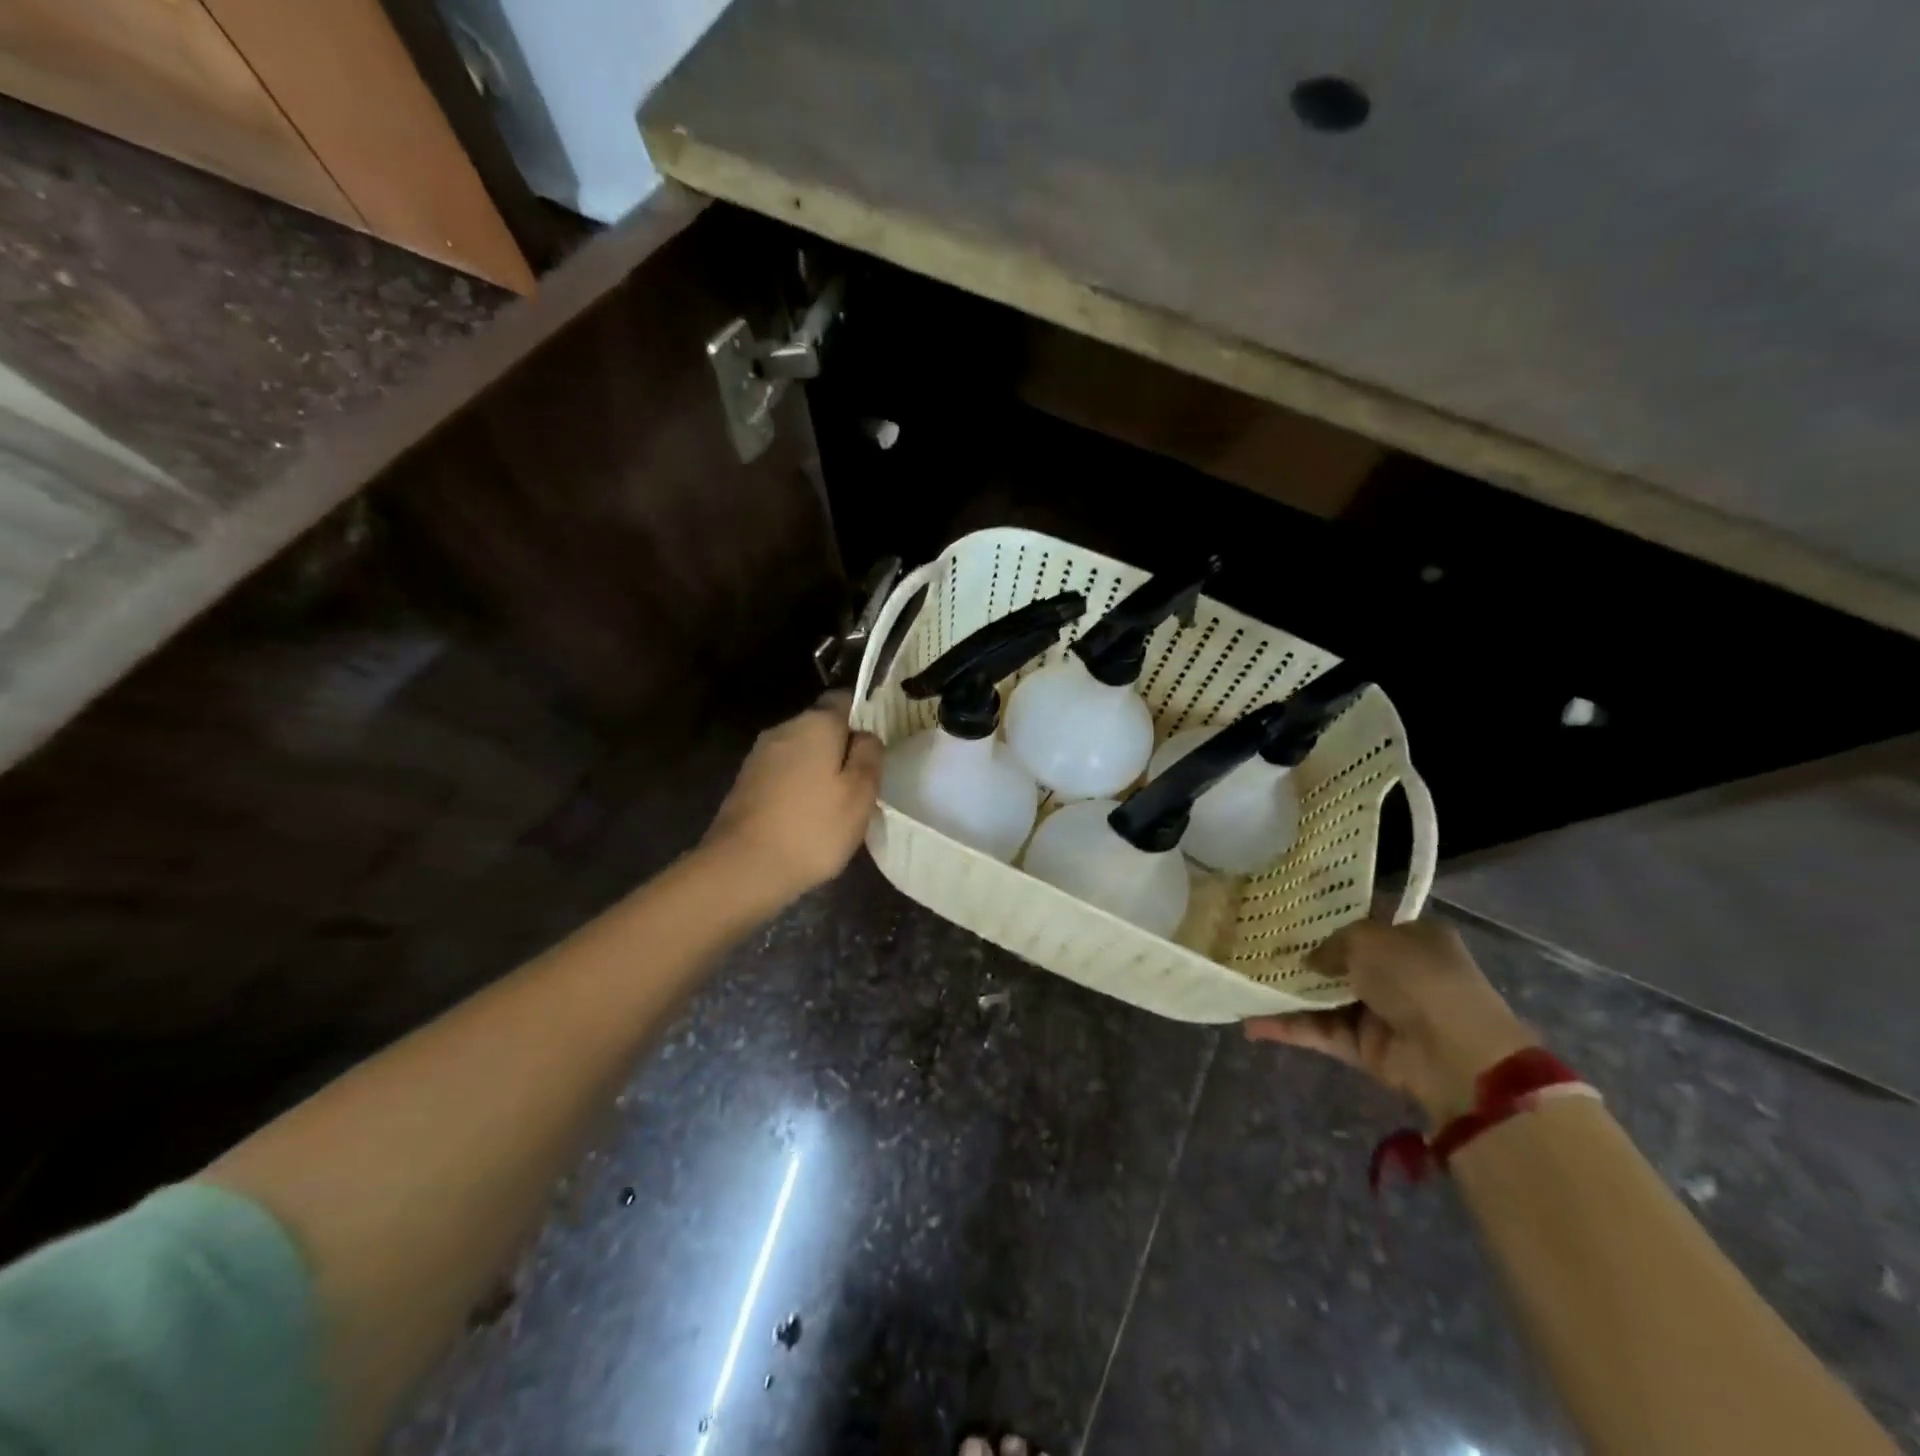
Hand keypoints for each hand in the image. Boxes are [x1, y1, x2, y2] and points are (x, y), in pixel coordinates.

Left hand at [702, 692, 882, 901]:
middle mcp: (783, 729)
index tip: (876, 748)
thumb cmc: (813, 828)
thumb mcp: (861, 793)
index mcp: (815, 723)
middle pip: (821, 727)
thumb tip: (865, 735)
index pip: (845, 699)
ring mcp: (759, 756)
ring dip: (818, 770)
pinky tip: (806, 817)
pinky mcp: (745, 783)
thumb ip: (870, 755)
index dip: (864, 718)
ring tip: (835, 806)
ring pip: (801, 752)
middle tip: (861, 784)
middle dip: (841, 748)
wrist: (742, 868)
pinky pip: (782, 774)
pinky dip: (797, 787)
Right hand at [1244, 918, 1533, 1121]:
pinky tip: (1251, 1021)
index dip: (1327, 912)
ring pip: (1324, 997)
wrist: (1455, 1056)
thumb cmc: (1417, 978)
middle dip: (1300, 954)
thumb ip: (1331, 942)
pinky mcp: (1365, 1047)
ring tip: (1242, 981)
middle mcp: (1398, 971)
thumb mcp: (1368, 937)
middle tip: (1253, 943)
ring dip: (1288, 992)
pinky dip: (1289, 1027)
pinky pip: (1321, 1031)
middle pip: (1339, 958)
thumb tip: (1309, 960)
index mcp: (1411, 935)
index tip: (1286, 907)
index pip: (1364, 917)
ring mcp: (1381, 1011)